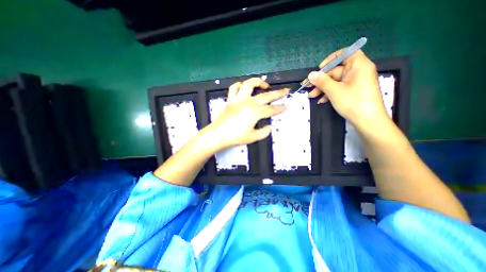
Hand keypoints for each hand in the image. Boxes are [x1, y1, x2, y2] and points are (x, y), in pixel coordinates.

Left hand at [204, 77, 289, 150]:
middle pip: (266, 95)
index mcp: (255, 112)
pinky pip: (234, 88)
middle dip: (278, 93)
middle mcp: (248, 102)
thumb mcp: (253, 137)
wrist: (217, 135)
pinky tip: (244, 87)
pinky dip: (240, 85)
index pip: (271, 109)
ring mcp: (238, 99)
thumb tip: (269, 127)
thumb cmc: (235, 137)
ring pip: (249, 84)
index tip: (286, 106)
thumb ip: (264, 132)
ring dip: (258, 82)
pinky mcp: (230, 100)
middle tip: (286, 90)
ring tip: (264, 85)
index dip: (280, 108)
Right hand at [309, 49, 389, 127]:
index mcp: (358, 66)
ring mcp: (355, 82)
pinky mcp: (352, 91)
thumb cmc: (353, 102)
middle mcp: (358, 72)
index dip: (331, 59)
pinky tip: (321, 100)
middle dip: (321, 80)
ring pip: (335, 81)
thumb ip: (322, 81)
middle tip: (308, 87)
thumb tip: (310, 74)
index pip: (346, 53)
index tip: (320, 68)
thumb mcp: (334, 91)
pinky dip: (329, 93)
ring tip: (312, 96)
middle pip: (336, 70)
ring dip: (322, 88)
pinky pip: (339, 88)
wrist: (367, 121)